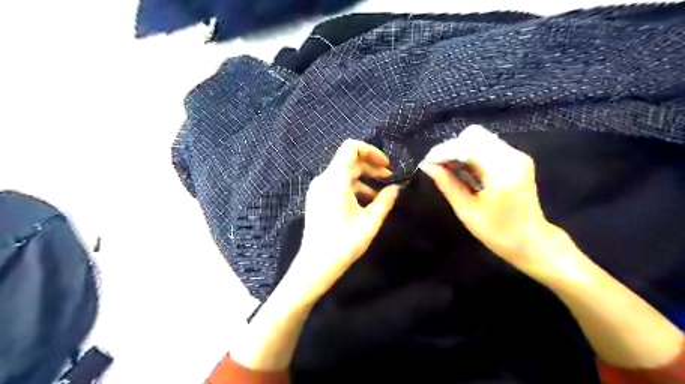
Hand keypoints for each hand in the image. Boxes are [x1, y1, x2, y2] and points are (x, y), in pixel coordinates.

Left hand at [286, 140, 402, 306]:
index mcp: (334, 180)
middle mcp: (324, 180)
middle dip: (370, 166)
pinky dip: (353, 187)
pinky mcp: (317, 199)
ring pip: (343, 174)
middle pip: (349, 161)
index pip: (351, 148)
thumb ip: (385, 201)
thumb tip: (397, 188)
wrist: (316, 265)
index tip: (386, 165)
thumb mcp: (370, 221)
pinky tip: (366, 202)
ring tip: (381, 193)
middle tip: (389, 177)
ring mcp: (318, 189)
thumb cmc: (344, 243)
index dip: (371, 151)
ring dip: (364, 178)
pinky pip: (337, 185)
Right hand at [421, 127, 557, 273]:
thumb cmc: (498, 232)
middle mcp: (512, 156)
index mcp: (502, 171)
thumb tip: (428, 166)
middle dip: (451, 149)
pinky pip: (488, 146)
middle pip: (474, 136)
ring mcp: (517, 156)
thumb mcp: (467, 211)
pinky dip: (471, 154)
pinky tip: (463, 170)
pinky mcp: (516, 159)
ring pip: (480, 139)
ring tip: (448, 169)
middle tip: (438, 167)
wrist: (531, 241)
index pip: (466, 147)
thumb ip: (448, 185)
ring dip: (461, 150)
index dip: (443, 152)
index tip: (427, 162)